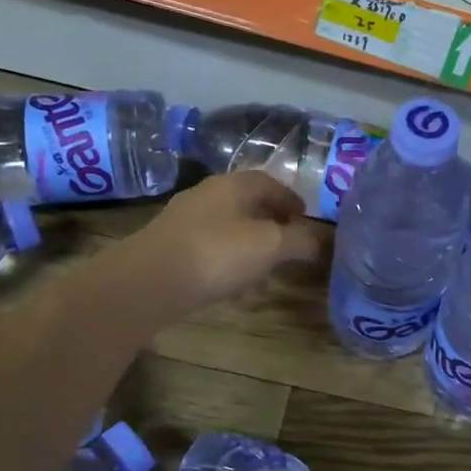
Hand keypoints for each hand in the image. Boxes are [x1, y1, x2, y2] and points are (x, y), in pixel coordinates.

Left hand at [130, 172, 324, 309]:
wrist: (150, 281)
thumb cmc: (218, 253)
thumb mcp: (271, 246)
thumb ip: (300, 241)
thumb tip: (319, 240)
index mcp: (233, 185)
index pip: (269, 182)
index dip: (291, 198)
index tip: (304, 217)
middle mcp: (207, 195)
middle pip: (246, 204)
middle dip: (270, 223)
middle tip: (288, 243)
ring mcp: (184, 221)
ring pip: (228, 228)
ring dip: (249, 246)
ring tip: (265, 272)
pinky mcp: (169, 247)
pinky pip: (209, 249)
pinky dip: (228, 263)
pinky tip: (234, 288)